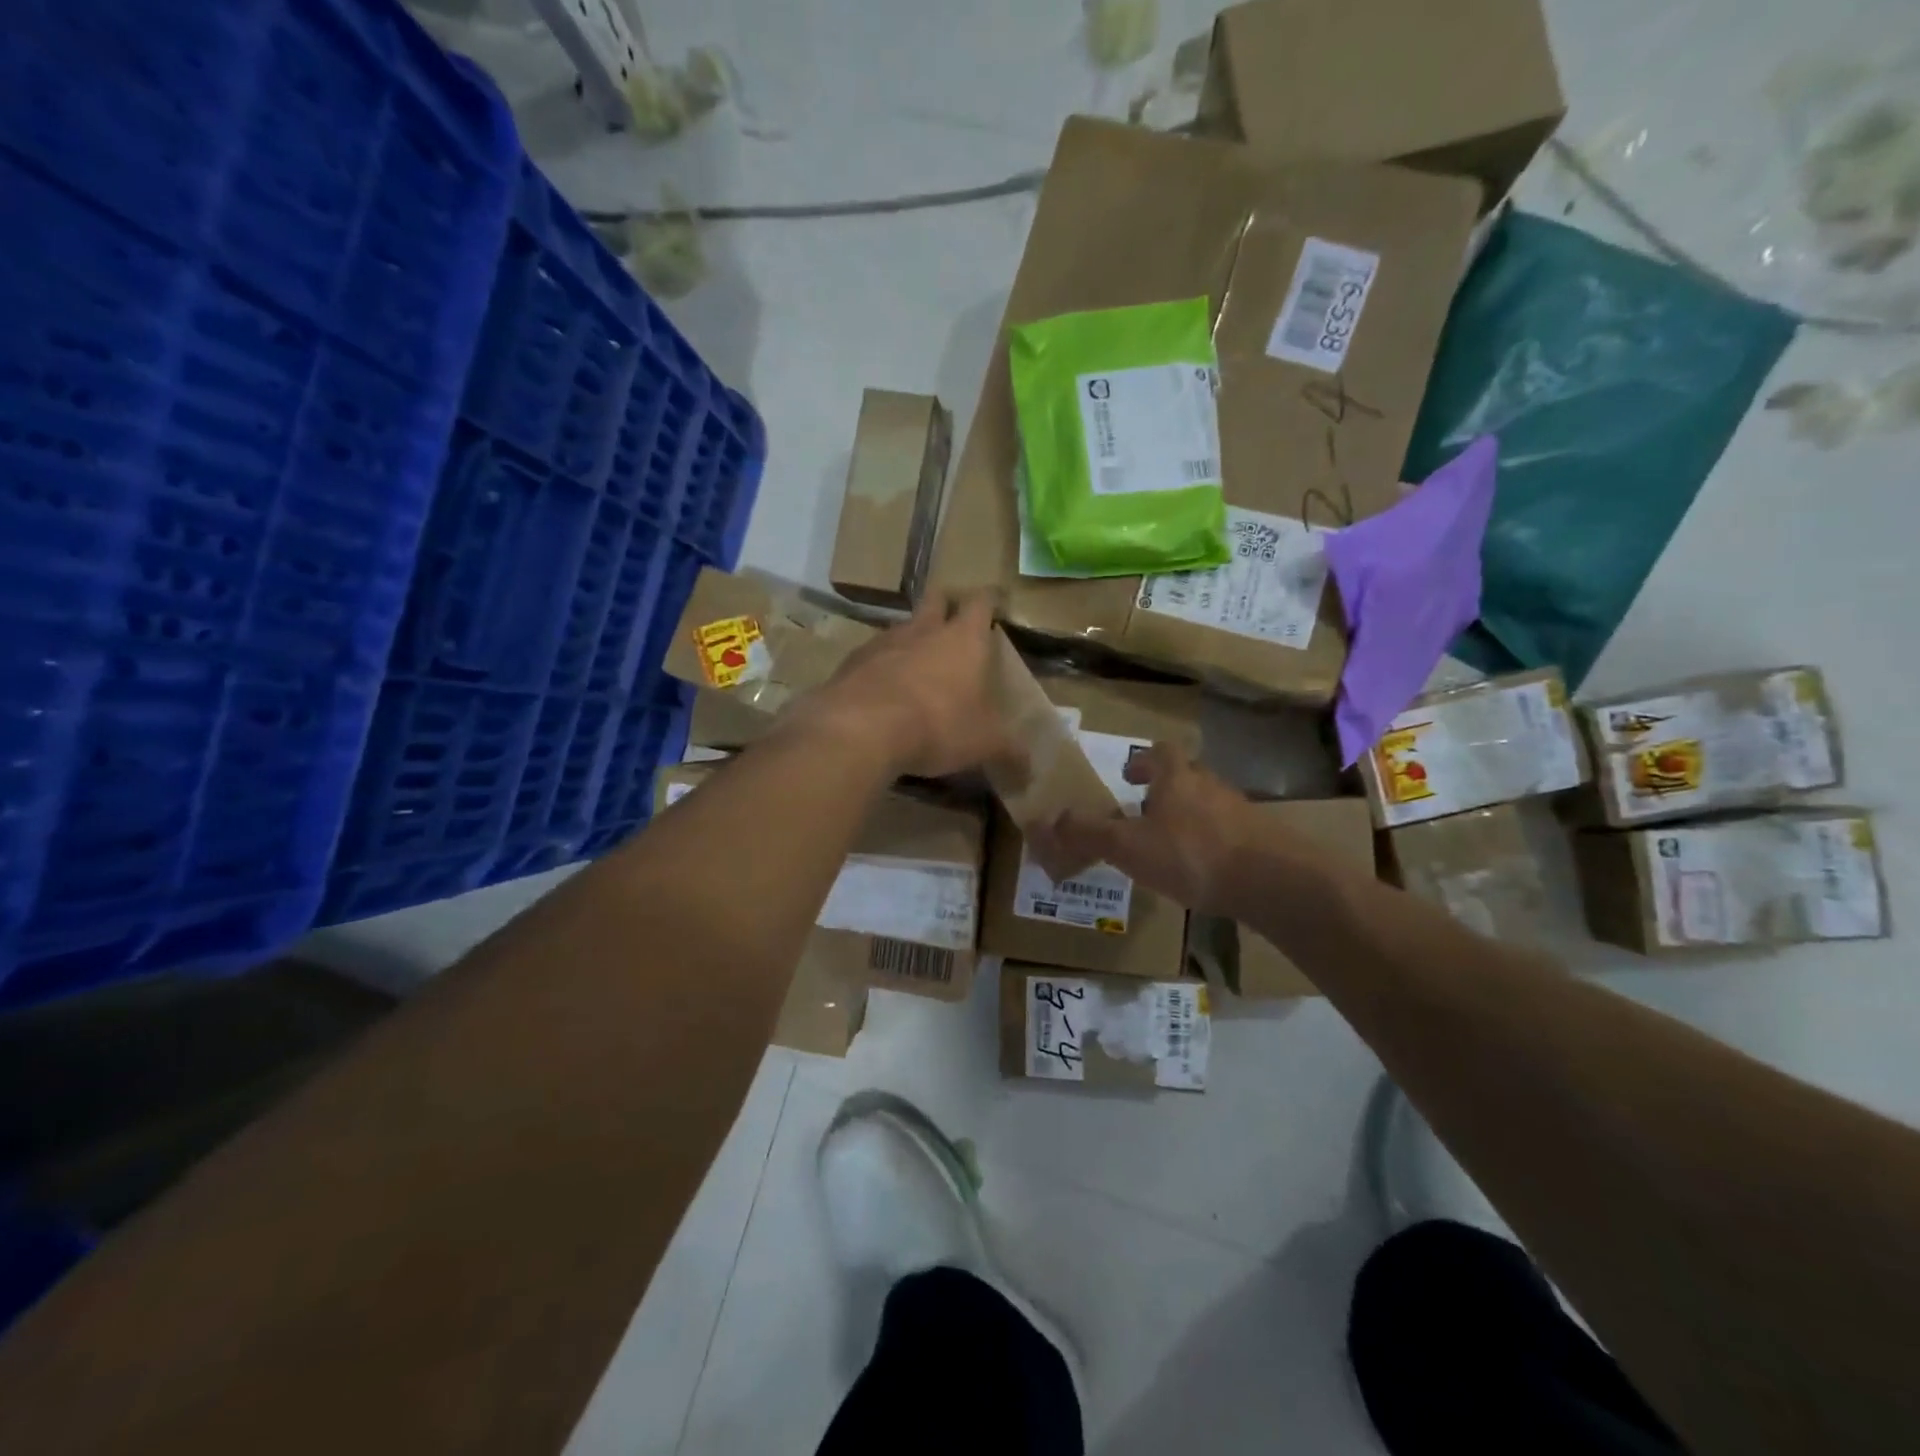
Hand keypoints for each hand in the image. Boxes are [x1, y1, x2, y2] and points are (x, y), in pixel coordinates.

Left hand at [800, 592, 1024, 779]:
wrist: (860, 729)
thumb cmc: (937, 726)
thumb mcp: (983, 744)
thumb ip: (1008, 752)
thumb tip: (1031, 771)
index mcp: (964, 639)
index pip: (981, 602)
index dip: (988, 601)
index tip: (993, 603)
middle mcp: (924, 630)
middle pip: (936, 599)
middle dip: (946, 605)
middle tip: (952, 621)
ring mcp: (883, 642)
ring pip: (902, 627)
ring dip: (911, 639)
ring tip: (916, 663)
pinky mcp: (852, 662)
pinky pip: (871, 656)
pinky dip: (880, 666)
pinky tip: (882, 691)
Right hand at [1029, 743, 1255, 915]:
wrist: (1273, 881)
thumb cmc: (1192, 854)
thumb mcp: (1129, 846)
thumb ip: (1089, 834)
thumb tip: (1051, 821)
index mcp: (1177, 778)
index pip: (1160, 752)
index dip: (1142, 761)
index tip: (1128, 776)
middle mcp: (1210, 786)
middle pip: (1186, 777)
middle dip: (1164, 792)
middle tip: (1143, 814)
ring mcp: (1240, 812)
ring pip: (1207, 805)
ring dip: (1188, 819)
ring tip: (1169, 847)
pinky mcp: (1260, 840)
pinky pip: (1228, 833)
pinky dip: (1211, 844)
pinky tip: (1202, 872)